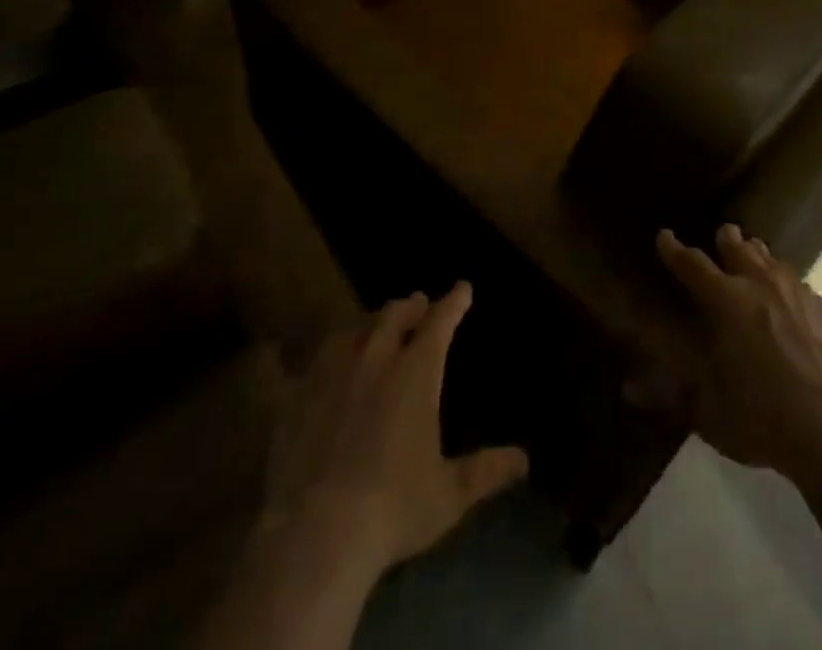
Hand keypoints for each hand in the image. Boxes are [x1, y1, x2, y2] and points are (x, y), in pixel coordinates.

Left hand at [262, 283, 528, 579]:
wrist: (317, 533)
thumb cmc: (394, 507)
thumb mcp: (450, 494)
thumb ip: (486, 470)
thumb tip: (524, 459)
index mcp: (416, 372)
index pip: (440, 321)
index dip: (453, 302)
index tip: (462, 288)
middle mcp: (375, 358)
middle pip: (393, 315)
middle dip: (410, 307)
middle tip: (418, 303)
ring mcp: (332, 374)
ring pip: (353, 331)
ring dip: (369, 324)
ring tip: (373, 327)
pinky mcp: (297, 396)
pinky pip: (310, 361)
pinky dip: (326, 354)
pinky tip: (320, 362)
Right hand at [640, 224, 821, 496]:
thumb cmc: (765, 419)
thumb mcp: (710, 413)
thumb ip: (670, 395)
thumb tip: (628, 389)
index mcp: (726, 301)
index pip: (692, 264)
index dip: (674, 249)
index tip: (664, 236)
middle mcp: (760, 284)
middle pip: (739, 248)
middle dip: (726, 239)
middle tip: (722, 235)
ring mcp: (798, 293)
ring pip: (773, 260)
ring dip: (759, 256)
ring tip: (755, 256)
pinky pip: (800, 285)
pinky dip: (788, 284)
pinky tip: (792, 299)